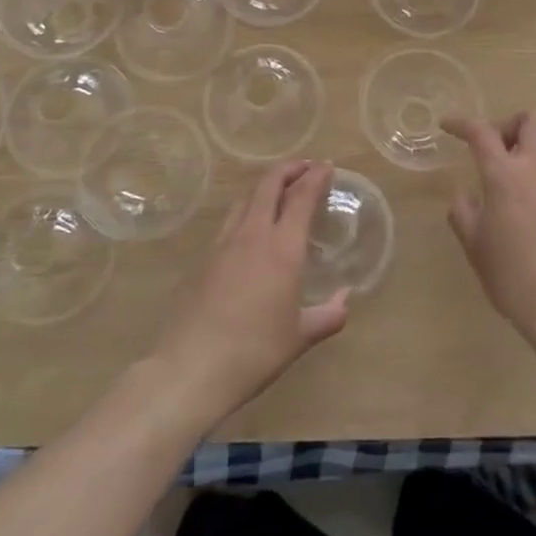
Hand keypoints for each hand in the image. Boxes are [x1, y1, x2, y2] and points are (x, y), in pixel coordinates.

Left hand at [153, 160, 348, 426]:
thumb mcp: (299, 338)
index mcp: (282, 248)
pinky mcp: (204, 259)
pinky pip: (231, 220)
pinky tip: (252, 226)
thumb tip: (345, 300)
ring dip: (266, 185)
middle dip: (289, 168)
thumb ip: (328, 316)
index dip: (315, 177)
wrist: (190, 369)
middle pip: (268, 185)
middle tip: (306, 166)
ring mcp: (224, 245)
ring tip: (280, 188)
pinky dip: (248, 209)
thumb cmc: (254, 352)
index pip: (301, 197)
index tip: (327, 165)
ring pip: (246, 198)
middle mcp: (252, 235)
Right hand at [443, 112, 535, 348]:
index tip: (447, 126)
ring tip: (501, 181)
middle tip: (488, 150)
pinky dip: (535, 174)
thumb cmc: (514, 275)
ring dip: (522, 149)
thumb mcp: (475, 245)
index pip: (482, 131)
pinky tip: (521, 207)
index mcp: (507, 174)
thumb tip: (465, 195)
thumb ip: (464, 211)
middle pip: (529, 120)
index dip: (461, 123)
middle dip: (505, 125)